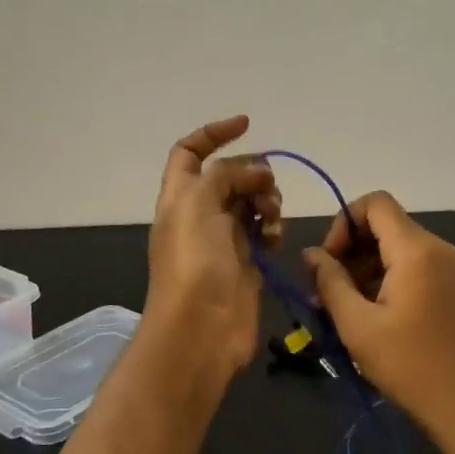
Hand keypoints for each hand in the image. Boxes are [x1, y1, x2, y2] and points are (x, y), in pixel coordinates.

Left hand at [144, 116, 281, 376]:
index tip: (247, 124)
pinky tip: (275, 238)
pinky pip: (264, 232)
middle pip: (228, 176)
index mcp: (179, 197)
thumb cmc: (194, 263)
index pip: (190, 152)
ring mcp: (223, 240)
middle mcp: (199, 214)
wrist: (201, 329)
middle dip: (251, 173)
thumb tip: (257, 172)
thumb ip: (226, 175)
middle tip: (265, 188)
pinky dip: (272, 229)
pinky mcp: (246, 263)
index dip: (214, 133)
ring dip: (266, 201)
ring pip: (250, 203)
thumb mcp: (199, 205)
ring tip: (272, 217)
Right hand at [304, 193, 454, 453]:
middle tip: (324, 291)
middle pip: (384, 224)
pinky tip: (366, 313)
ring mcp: (448, 267)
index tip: (328, 262)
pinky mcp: (450, 286)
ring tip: (339, 307)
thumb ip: (330, 281)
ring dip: (363, 267)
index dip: (343, 222)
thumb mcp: (357, 324)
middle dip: (349, 249)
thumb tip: (311, 253)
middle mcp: (437, 248)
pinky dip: (383, 278)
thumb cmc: (408, 364)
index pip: (374, 203)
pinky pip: (410, 265)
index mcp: (416, 249)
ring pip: (395, 246)